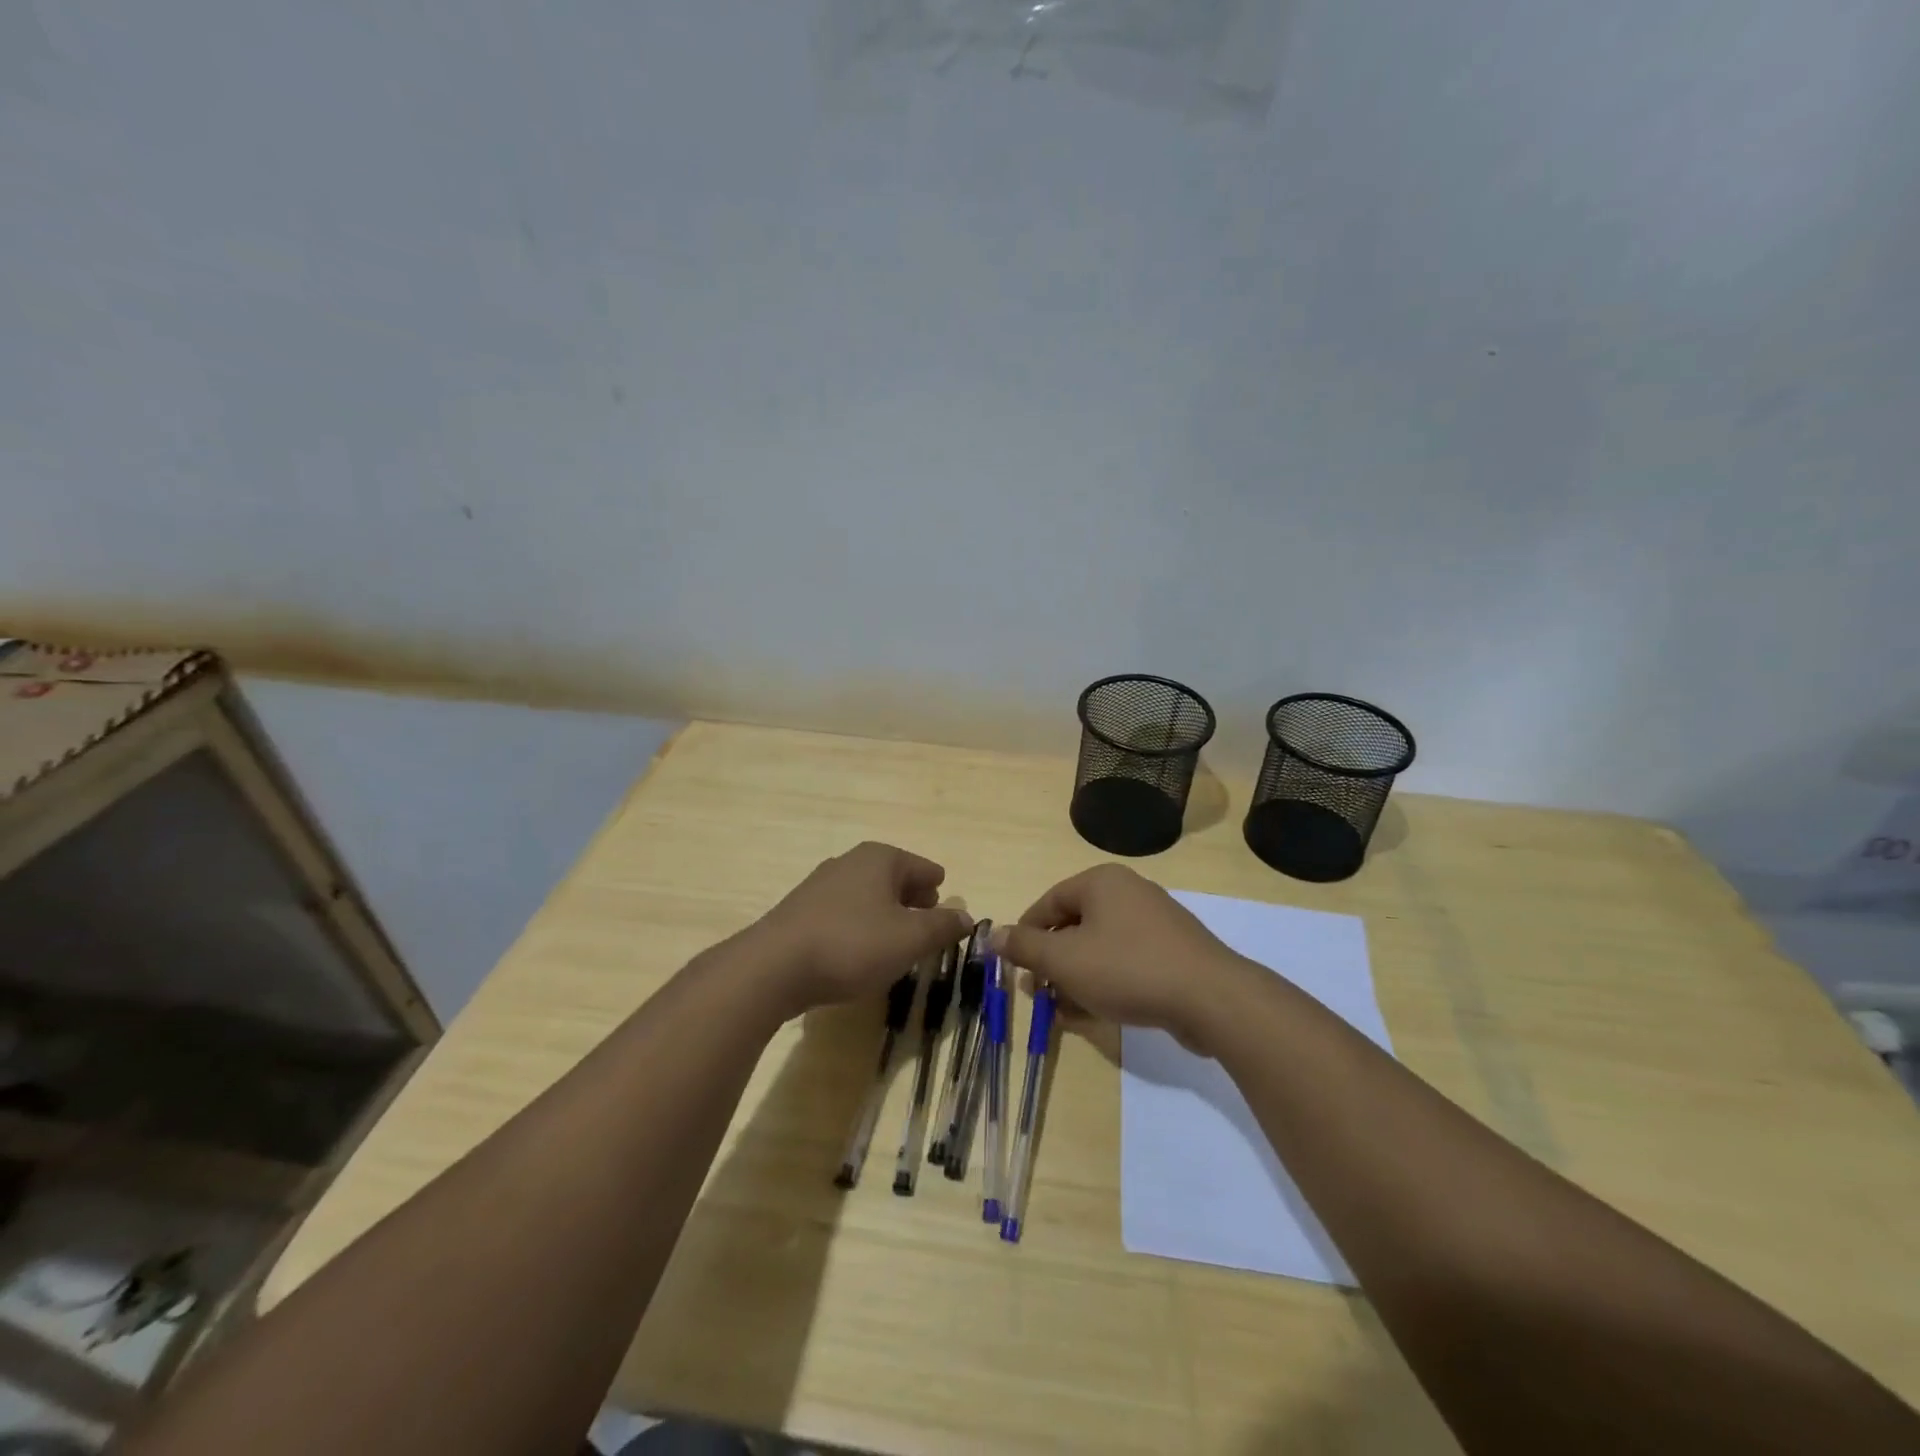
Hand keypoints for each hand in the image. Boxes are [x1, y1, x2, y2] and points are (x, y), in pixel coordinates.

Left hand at [753, 842, 972, 1014]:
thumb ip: (943, 927)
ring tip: (897, 940)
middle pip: (893, 877)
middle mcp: (850, 862)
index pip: (922, 867)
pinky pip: (844, 913)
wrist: (774, 967)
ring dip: (885, 914)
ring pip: (867, 895)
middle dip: (912, 898)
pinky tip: (861, 951)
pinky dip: (860, 926)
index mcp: (880, 859)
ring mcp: (821, 885)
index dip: (937, 886)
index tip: (946, 900)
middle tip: (927, 920)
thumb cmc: (853, 945)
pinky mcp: (801, 911)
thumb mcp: (910, 939)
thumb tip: (966, 917)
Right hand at [993, 865, 1244, 1051]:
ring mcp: (1155, 922)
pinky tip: (1090, 1014)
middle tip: (1037, 992)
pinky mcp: (1172, 952)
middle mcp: (1129, 893)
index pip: (1049, 901)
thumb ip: (1025, 947)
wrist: (1210, 998)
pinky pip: (1125, 962)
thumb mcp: (1065, 960)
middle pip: (1074, 924)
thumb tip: (993, 934)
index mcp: (1101, 882)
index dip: (1026, 934)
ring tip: (1060, 1010)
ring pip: (1099, 947)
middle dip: (1051, 961)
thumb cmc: (1127, 969)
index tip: (1014, 966)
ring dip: (1075, 977)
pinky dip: (1104, 982)